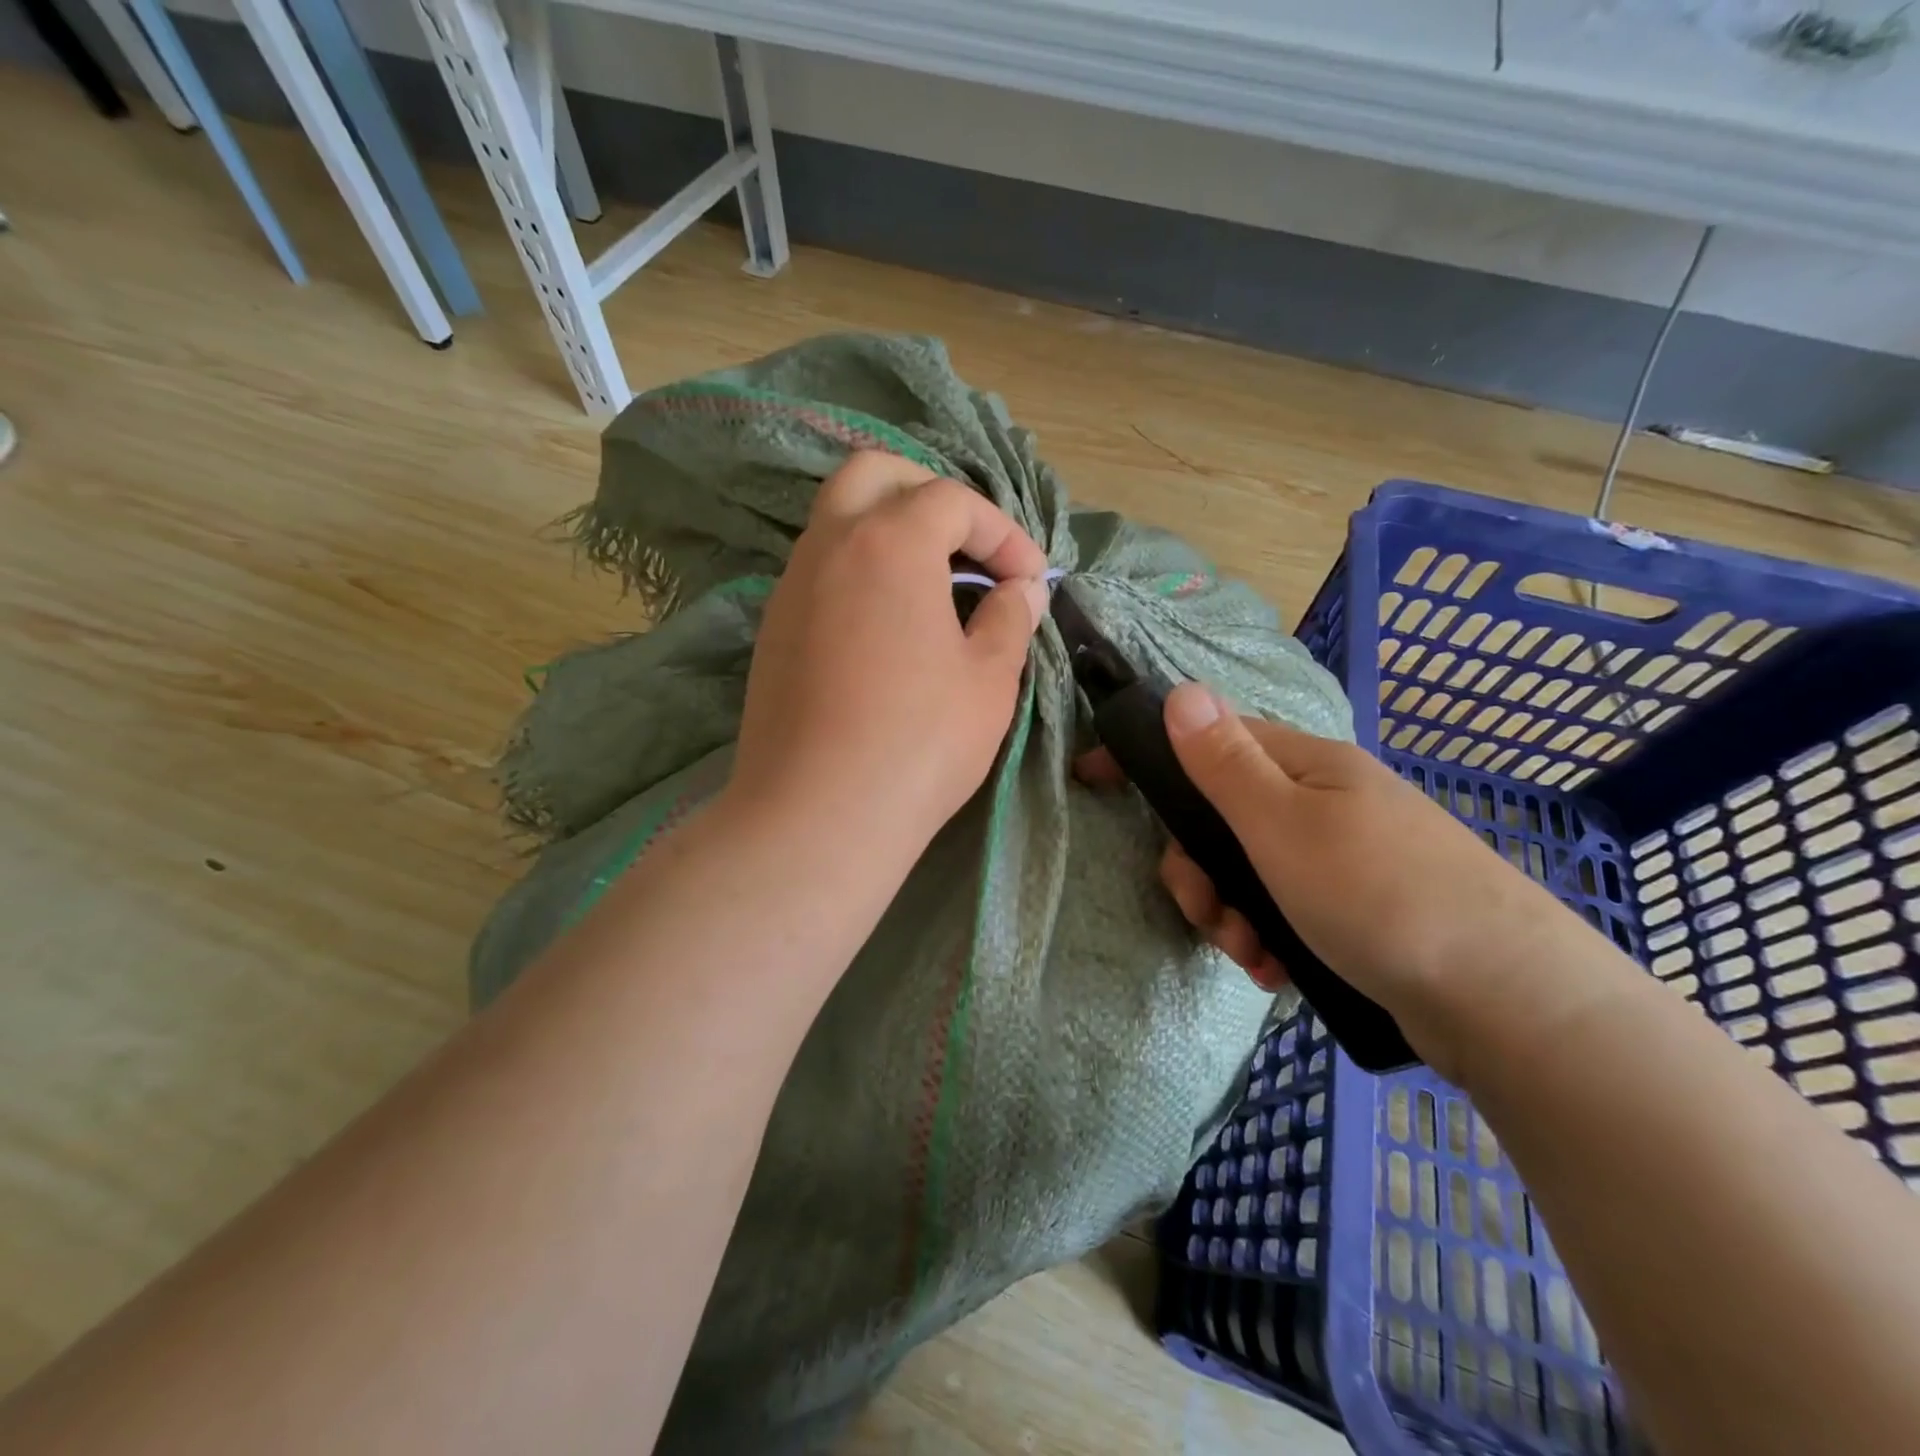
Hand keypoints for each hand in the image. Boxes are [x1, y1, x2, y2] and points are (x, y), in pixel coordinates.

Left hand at [730, 450, 1048, 860]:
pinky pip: (820, 569)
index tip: (1029, 581)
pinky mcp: (773, 629)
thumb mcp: (988, 680)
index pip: (953, 501)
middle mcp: (829, 545)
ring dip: (891, 531)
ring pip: (838, 519)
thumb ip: (1009, 619)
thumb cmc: (918, 742)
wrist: (817, 815)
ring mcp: (791, 586)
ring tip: (934, 585)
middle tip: (969, 547)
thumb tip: (1021, 591)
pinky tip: (888, 625)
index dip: (1003, 533)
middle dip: (932, 495)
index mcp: (889, 542)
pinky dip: (860, 570)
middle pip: (876, 475)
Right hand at [1081, 682, 1569, 1077]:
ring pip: (1249, 869)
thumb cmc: (1379, 896)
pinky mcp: (1358, 906)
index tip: (1092, 778)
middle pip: (1222, 817)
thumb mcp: (1283, 825)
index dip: (1147, 757)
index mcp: (1304, 765)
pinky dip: (1268, 936)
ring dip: (1231, 912)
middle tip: (1207, 911)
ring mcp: (1343, 854)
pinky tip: (1277, 970)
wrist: (1508, 1000)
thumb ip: (1224, 762)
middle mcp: (1321, 801)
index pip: (1205, 739)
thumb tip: (1182, 690)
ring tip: (1251, 954)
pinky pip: (1285, 908)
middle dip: (1199, 868)